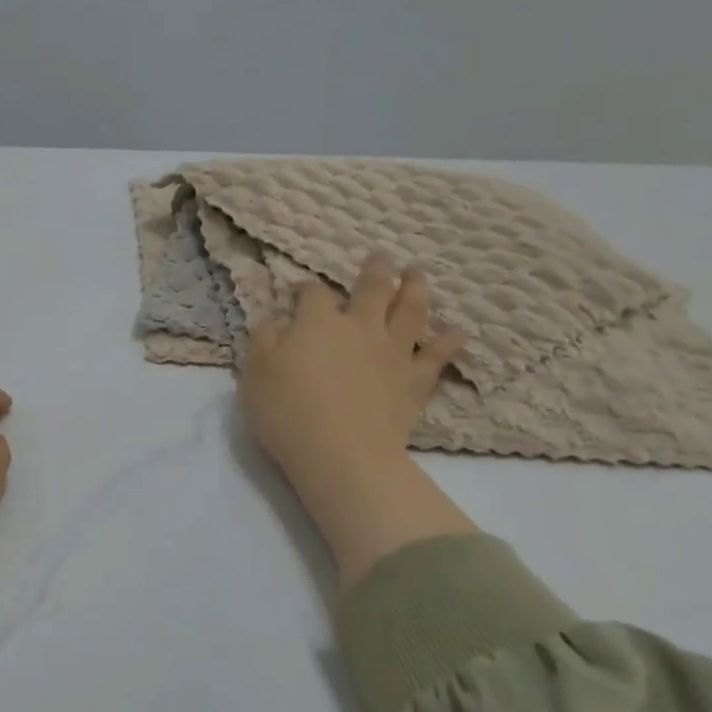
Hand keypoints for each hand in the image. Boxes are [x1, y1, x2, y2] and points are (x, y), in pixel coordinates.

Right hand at [239, 260, 475, 582]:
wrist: (341, 453)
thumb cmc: (288, 412)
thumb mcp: (256, 374)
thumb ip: (264, 340)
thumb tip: (275, 320)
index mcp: (318, 323)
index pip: (313, 295)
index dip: (305, 289)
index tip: (298, 291)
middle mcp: (359, 328)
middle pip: (372, 290)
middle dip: (375, 271)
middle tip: (381, 257)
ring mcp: (392, 353)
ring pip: (409, 311)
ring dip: (415, 289)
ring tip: (418, 274)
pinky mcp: (414, 382)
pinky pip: (435, 356)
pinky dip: (447, 342)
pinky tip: (456, 332)